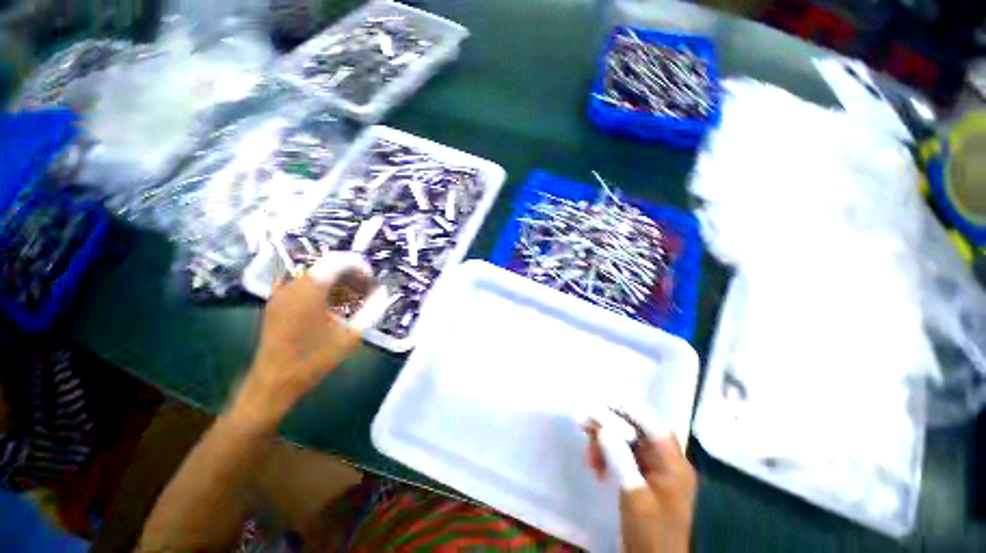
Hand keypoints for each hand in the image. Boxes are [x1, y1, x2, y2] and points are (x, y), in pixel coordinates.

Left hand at [233, 253, 385, 429]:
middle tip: (364, 290)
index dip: (358, 265)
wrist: (274, 382)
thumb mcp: (350, 336)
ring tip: (351, 298)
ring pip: (315, 275)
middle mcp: (292, 286)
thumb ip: (370, 311)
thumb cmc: (314, 360)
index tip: (371, 278)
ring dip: (336, 282)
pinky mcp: (277, 303)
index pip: (337, 262)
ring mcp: (281, 294)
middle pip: (326, 266)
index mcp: (310, 291)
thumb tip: (383, 293)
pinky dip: (321, 289)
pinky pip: (303, 285)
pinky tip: (331, 305)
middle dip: (349, 275)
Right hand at [587, 404, 696, 552]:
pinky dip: (607, 455)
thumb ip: (620, 457)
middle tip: (585, 426)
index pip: (650, 423)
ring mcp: (655, 468)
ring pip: (626, 440)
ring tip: (589, 457)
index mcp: (673, 463)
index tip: (599, 400)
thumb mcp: (634, 496)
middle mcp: (666, 460)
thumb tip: (602, 426)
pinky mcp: (643, 476)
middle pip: (636, 428)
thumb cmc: (650, 533)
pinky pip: (623, 454)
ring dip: (605, 442)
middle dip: (609, 426)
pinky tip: (596, 466)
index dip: (626, 407)